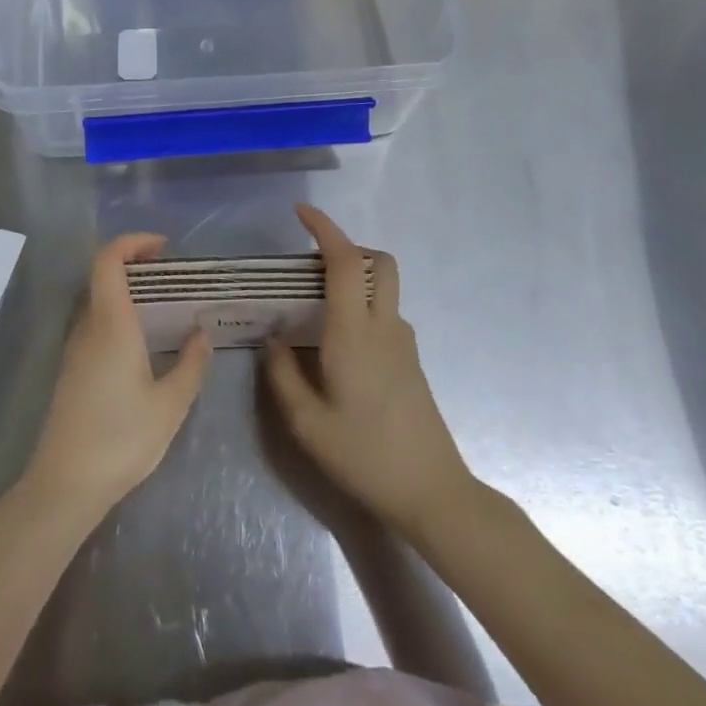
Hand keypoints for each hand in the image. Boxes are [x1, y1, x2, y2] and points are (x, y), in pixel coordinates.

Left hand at [19, 234, 211, 520]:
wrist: (65, 484)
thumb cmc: (122, 439)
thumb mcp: (171, 404)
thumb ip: (190, 363)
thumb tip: (201, 333)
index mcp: (111, 325)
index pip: (109, 261)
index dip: (132, 243)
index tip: (163, 248)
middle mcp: (87, 328)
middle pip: (102, 276)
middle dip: (134, 264)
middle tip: (171, 276)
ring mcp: (74, 350)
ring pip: (97, 301)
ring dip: (126, 291)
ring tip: (163, 306)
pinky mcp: (71, 370)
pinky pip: (94, 325)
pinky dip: (118, 315)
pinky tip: (142, 342)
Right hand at [266, 204, 472, 535]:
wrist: (432, 493)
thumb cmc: (364, 455)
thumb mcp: (306, 423)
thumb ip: (282, 374)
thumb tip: (274, 339)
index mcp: (354, 332)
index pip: (344, 262)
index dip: (324, 229)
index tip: (301, 213)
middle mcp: (384, 327)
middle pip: (378, 262)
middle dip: (349, 248)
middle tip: (311, 265)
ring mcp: (404, 343)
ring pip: (383, 288)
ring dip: (354, 280)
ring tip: (314, 308)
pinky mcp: (411, 362)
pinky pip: (385, 315)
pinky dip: (362, 307)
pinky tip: (338, 346)